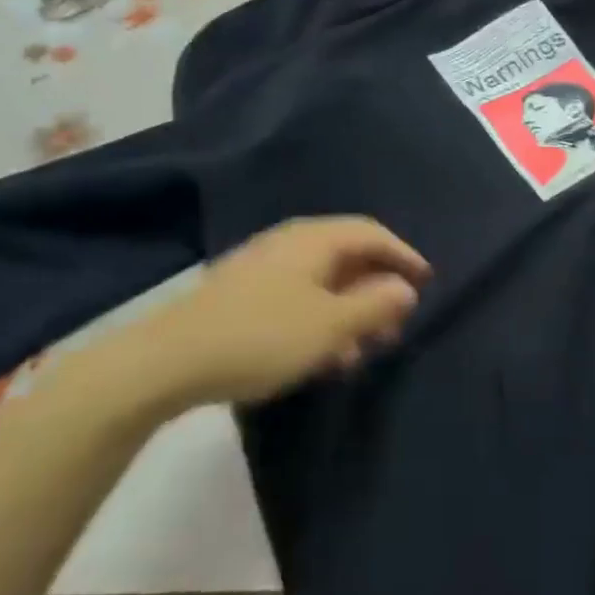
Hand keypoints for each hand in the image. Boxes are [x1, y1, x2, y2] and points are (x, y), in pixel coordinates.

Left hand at [89, 217, 430, 416]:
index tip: (426, 281)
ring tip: (363, 348)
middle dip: (377, 287)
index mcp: (315, 239)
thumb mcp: (330, 326)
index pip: (372, 233)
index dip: (403, 255)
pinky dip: (321, 319)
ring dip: (349, 309)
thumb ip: (374, 304)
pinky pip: (298, 297)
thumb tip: (405, 288)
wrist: (167, 360)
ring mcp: (263, 267)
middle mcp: (290, 243)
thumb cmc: (262, 336)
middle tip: (397, 321)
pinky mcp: (243, 294)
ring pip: (322, 281)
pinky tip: (321, 356)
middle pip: (347, 256)